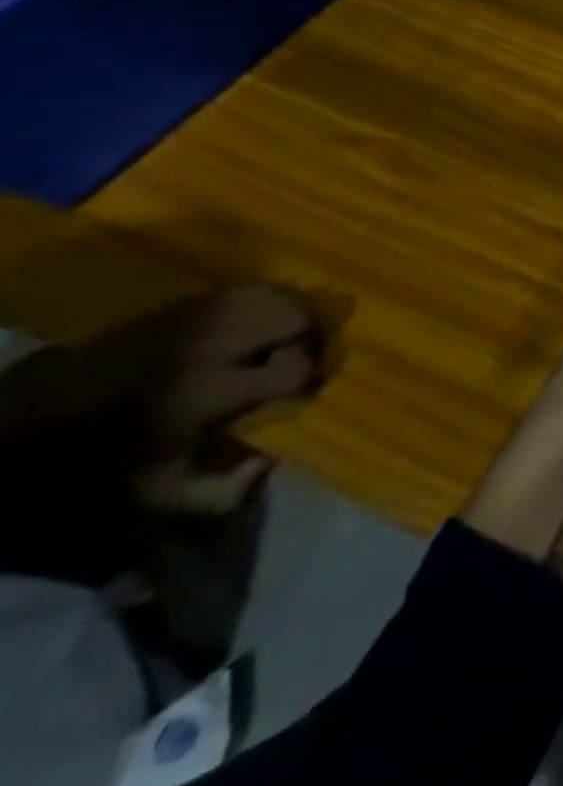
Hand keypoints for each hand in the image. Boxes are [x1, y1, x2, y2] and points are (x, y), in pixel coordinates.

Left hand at [0, 286, 316, 578]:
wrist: (30, 422)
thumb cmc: (103, 461)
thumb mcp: (157, 493)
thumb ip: (221, 490)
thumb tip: (270, 465)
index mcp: (213, 390)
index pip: (295, 367)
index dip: (310, 375)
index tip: (306, 388)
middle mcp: (212, 345)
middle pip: (293, 316)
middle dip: (309, 333)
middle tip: (303, 353)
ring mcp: (194, 320)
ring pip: (271, 295)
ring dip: (287, 313)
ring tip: (282, 334)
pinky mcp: (177, 306)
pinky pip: (239, 292)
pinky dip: (258, 303)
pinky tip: (247, 325)